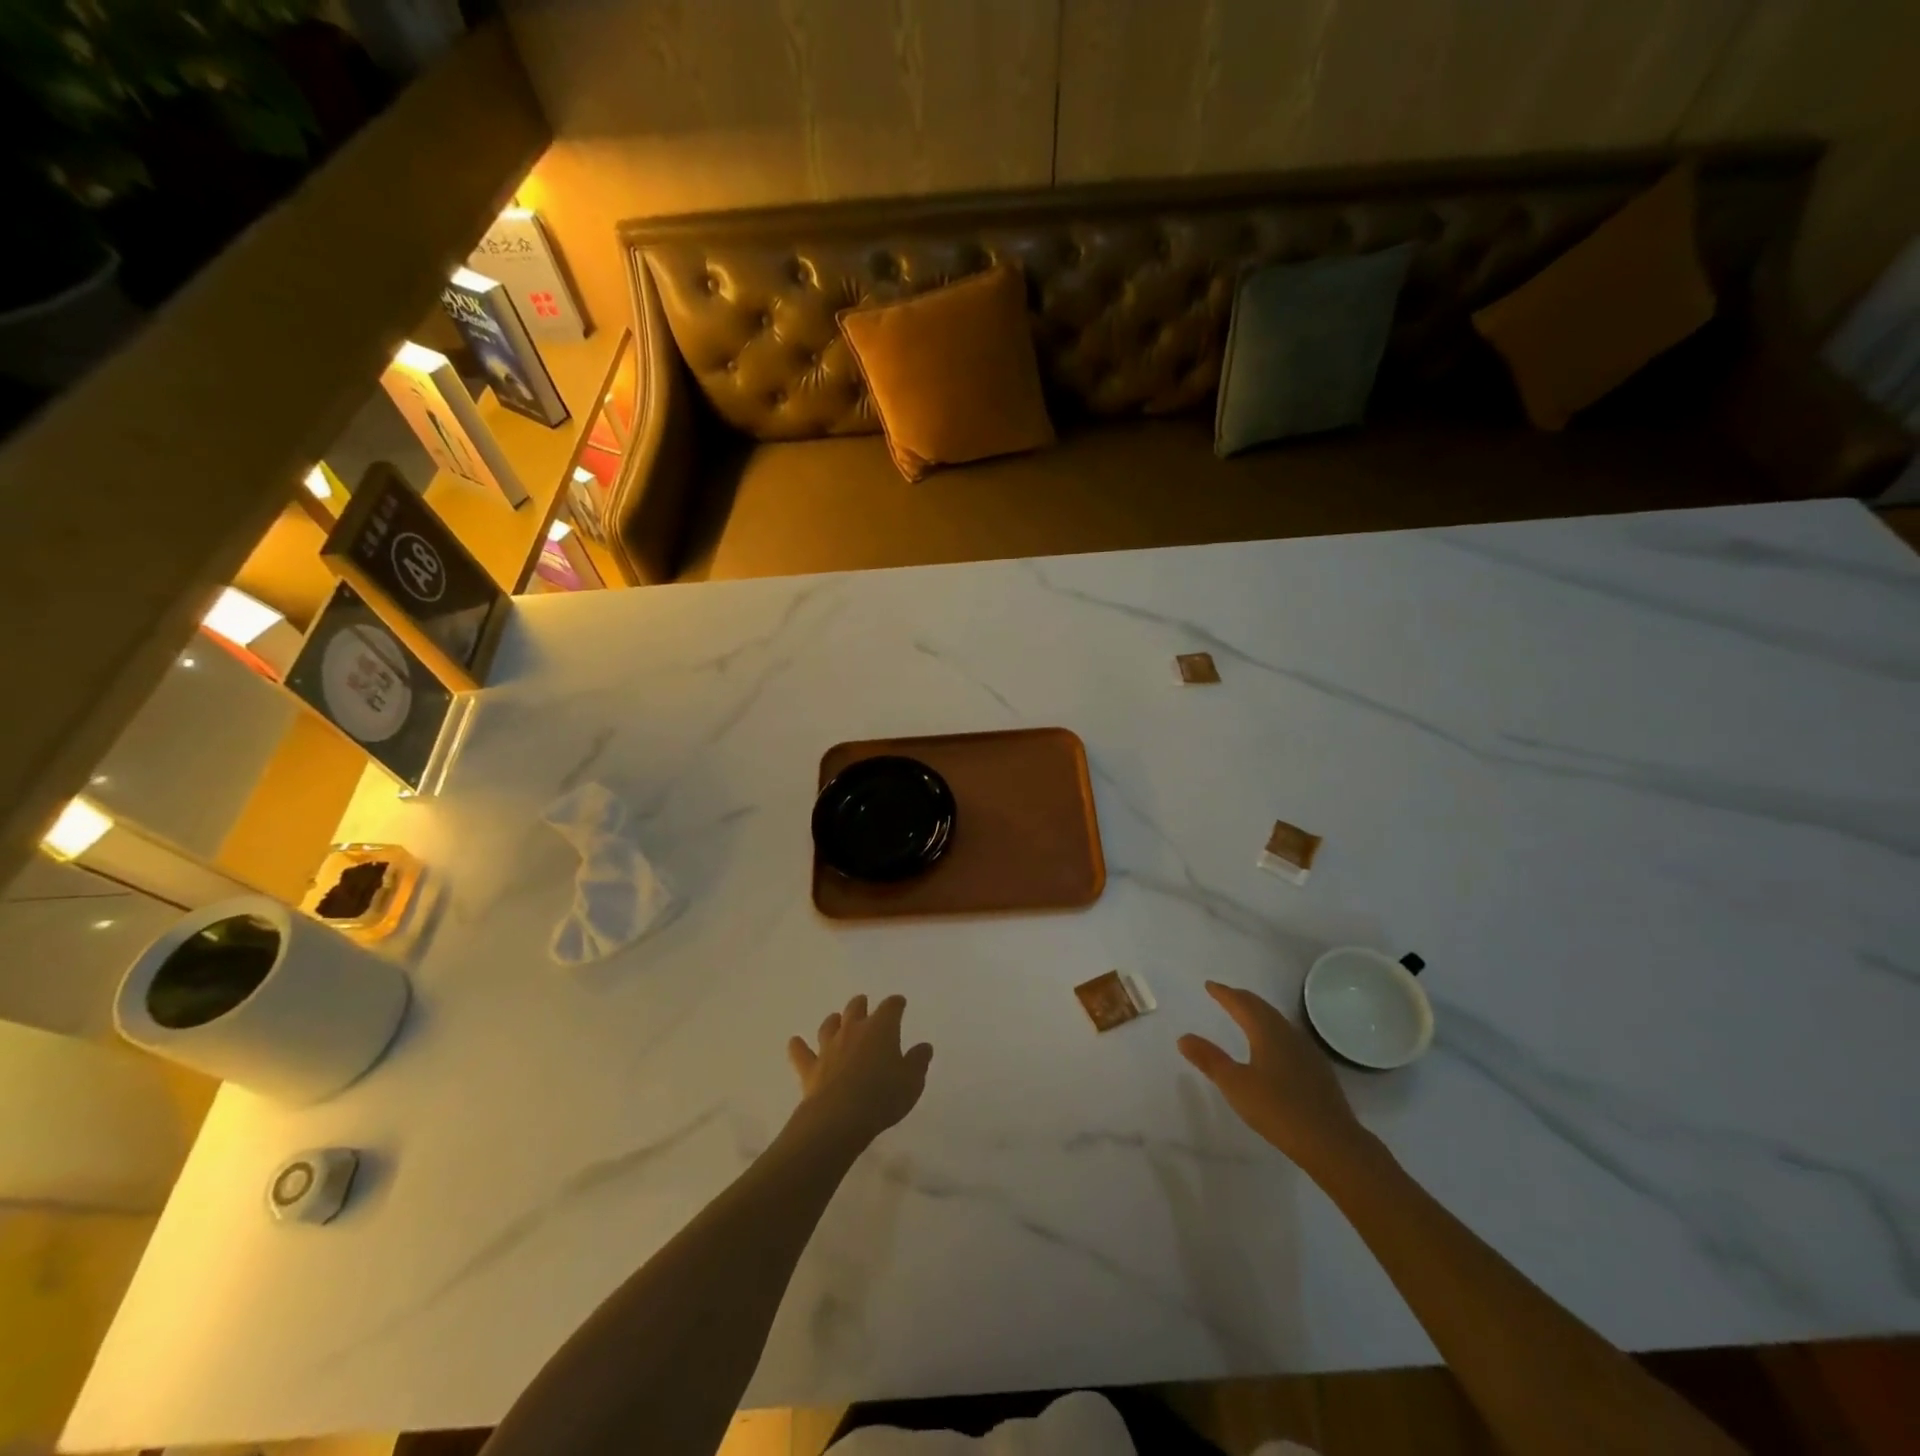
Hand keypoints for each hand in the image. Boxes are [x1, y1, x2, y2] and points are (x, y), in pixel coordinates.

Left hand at [787, 994, 932, 1150]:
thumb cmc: (882, 1096)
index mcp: (881, 1028)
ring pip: (830, 1025)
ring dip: (834, 1021)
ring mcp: (829, 1047)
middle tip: (864, 1003)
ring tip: (836, 1020)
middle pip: (856, 1008)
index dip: (896, 1004)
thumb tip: (924, 1047)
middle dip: (861, 1005)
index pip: (891, 1007)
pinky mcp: (811, 1068)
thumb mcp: (912, 1082)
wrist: (839, 1118)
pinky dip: (798, 1047)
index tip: (899, 1003)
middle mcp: (854, 1030)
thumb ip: (918, 1061)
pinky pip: (802, 1053)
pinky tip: (794, 1042)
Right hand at [1179, 981, 1371, 1176]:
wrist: (1332, 1142)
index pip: (1242, 1003)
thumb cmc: (1278, 1109)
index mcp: (1267, 1032)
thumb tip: (1183, 1037)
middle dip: (1242, 999)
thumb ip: (1209, 1059)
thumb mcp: (1235, 1085)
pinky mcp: (1318, 1069)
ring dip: (1259, 1013)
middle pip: (1262, 1008)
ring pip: (1278, 1021)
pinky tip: (1274, 1047)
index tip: (1210, 985)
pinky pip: (1289, 1037)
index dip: (1224, 993)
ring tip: (1246, 1016)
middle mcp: (1288, 1034)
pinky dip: (1273, 1031)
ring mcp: (1307, 1051)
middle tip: (1226, 995)